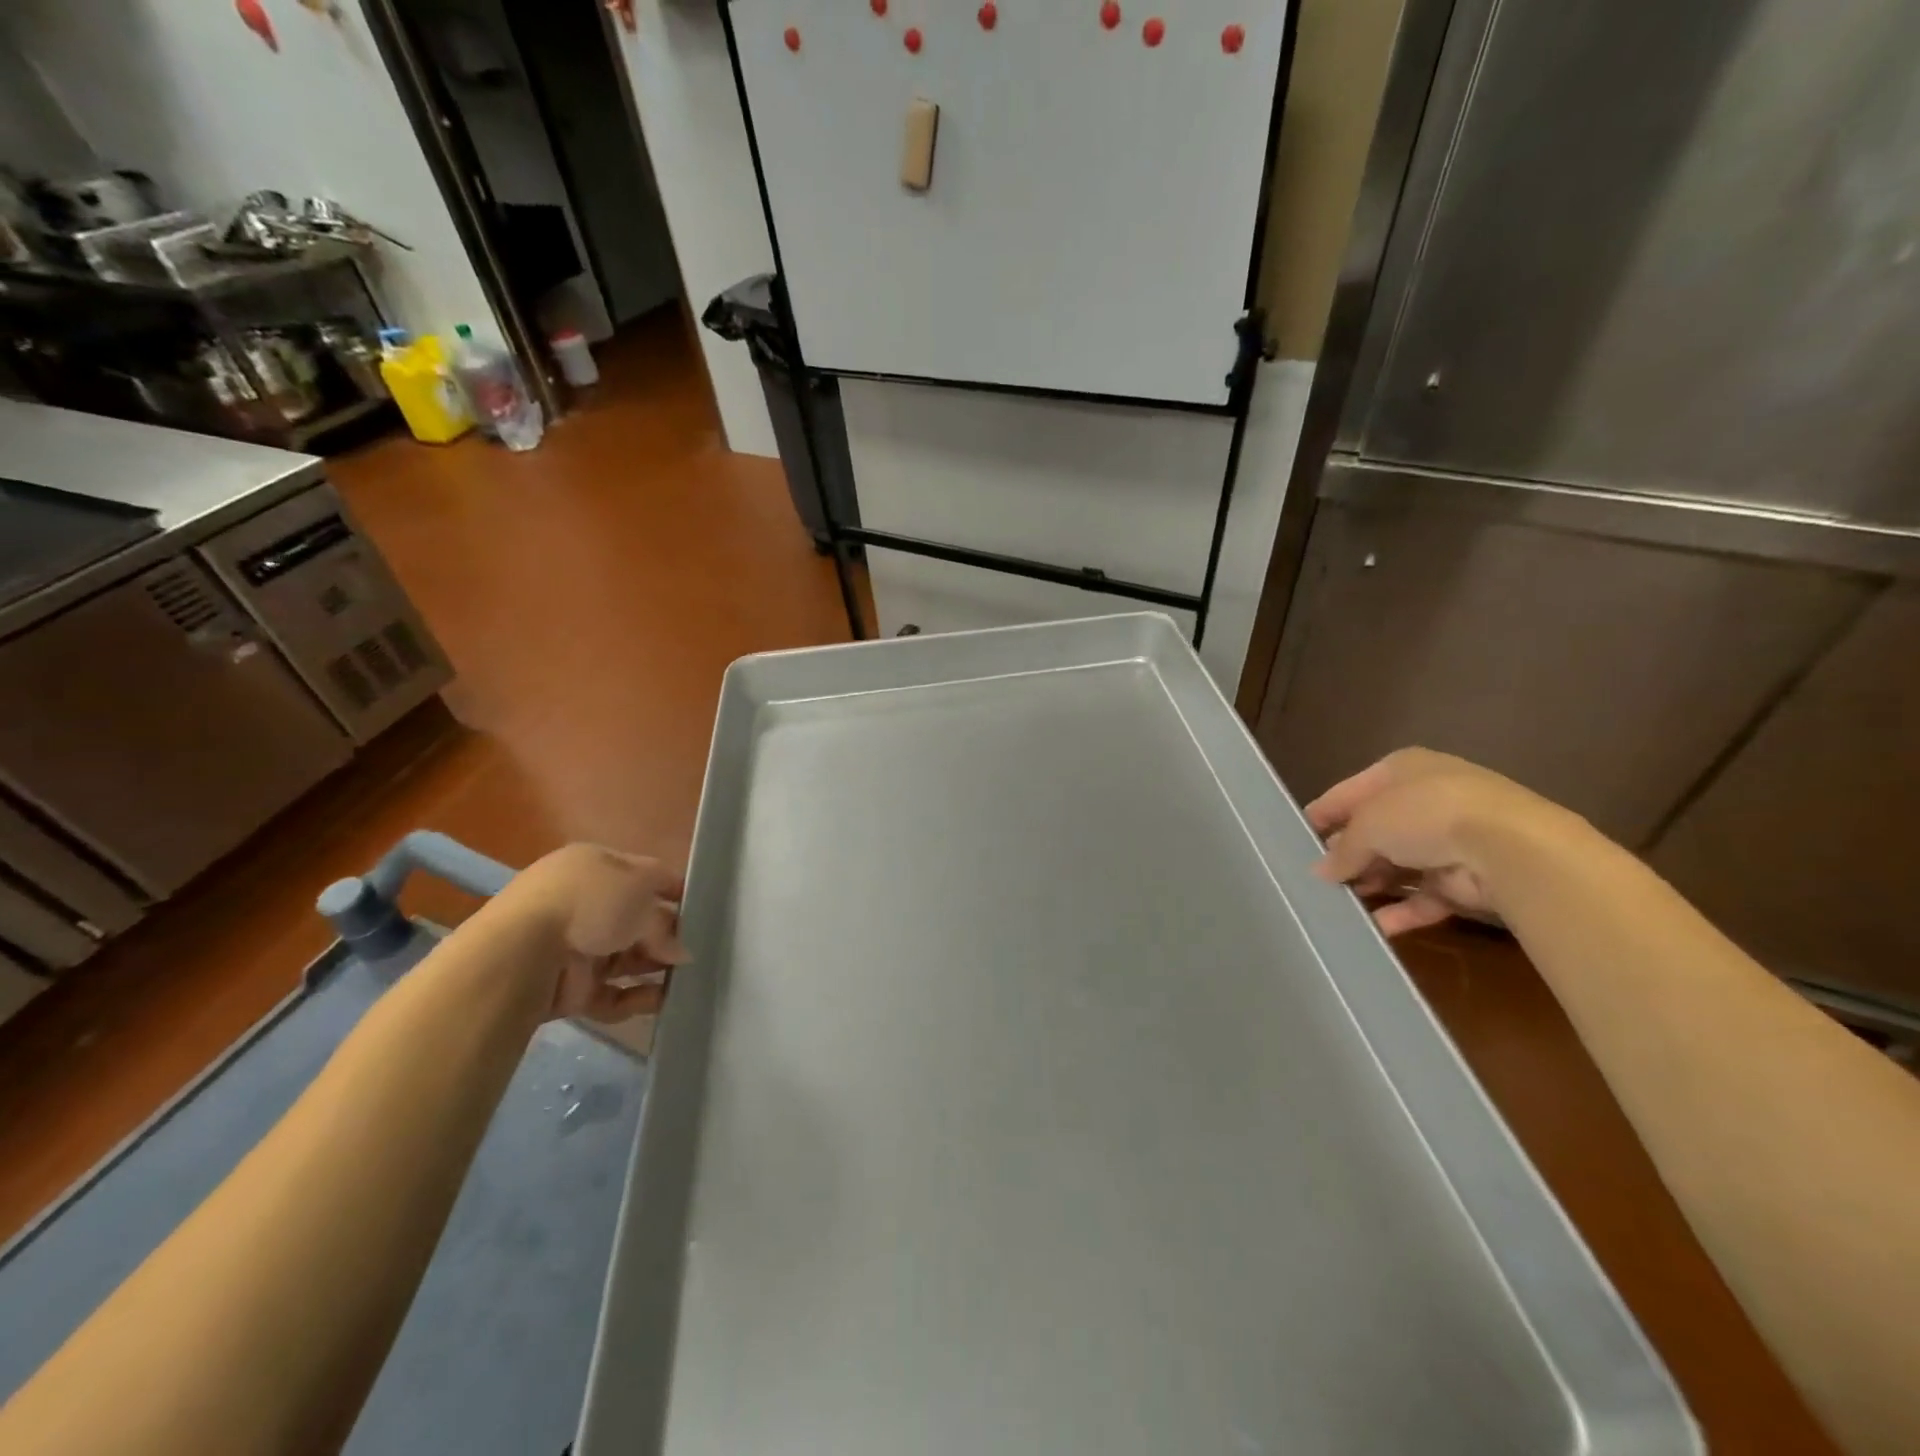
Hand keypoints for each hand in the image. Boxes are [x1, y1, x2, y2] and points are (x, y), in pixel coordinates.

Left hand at [507, 844, 687, 1020]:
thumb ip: (668, 921)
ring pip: (627, 957)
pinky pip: (612, 993)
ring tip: (689, 978)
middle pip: (638, 918)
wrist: (522, 954)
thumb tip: (681, 952)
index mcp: (596, 866)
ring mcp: (576, 946)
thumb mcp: (641, 894)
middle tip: (699, 948)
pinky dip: (636, 998)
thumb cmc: (588, 903)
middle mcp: (585, 903)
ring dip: (656, 967)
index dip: (674, 889)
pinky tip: (663, 1001)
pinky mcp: (570, 988)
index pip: (645, 874)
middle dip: (668, 934)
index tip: (703, 908)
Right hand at [1305, 748, 1569, 936]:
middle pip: (1375, 830)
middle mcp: (1426, 799)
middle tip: (1314, 877)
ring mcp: (1449, 840)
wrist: (1507, 848)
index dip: (1324, 814)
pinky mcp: (1465, 879)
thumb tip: (1321, 871)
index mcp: (1402, 770)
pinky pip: (1423, 896)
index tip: (1295, 837)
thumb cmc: (1424, 814)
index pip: (1350, 791)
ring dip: (1370, 884)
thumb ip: (1342, 849)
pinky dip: (1399, 911)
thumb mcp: (1368, 823)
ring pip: (1398, 865)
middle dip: (1346, 854)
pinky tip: (1372, 926)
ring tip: (1335, 904)